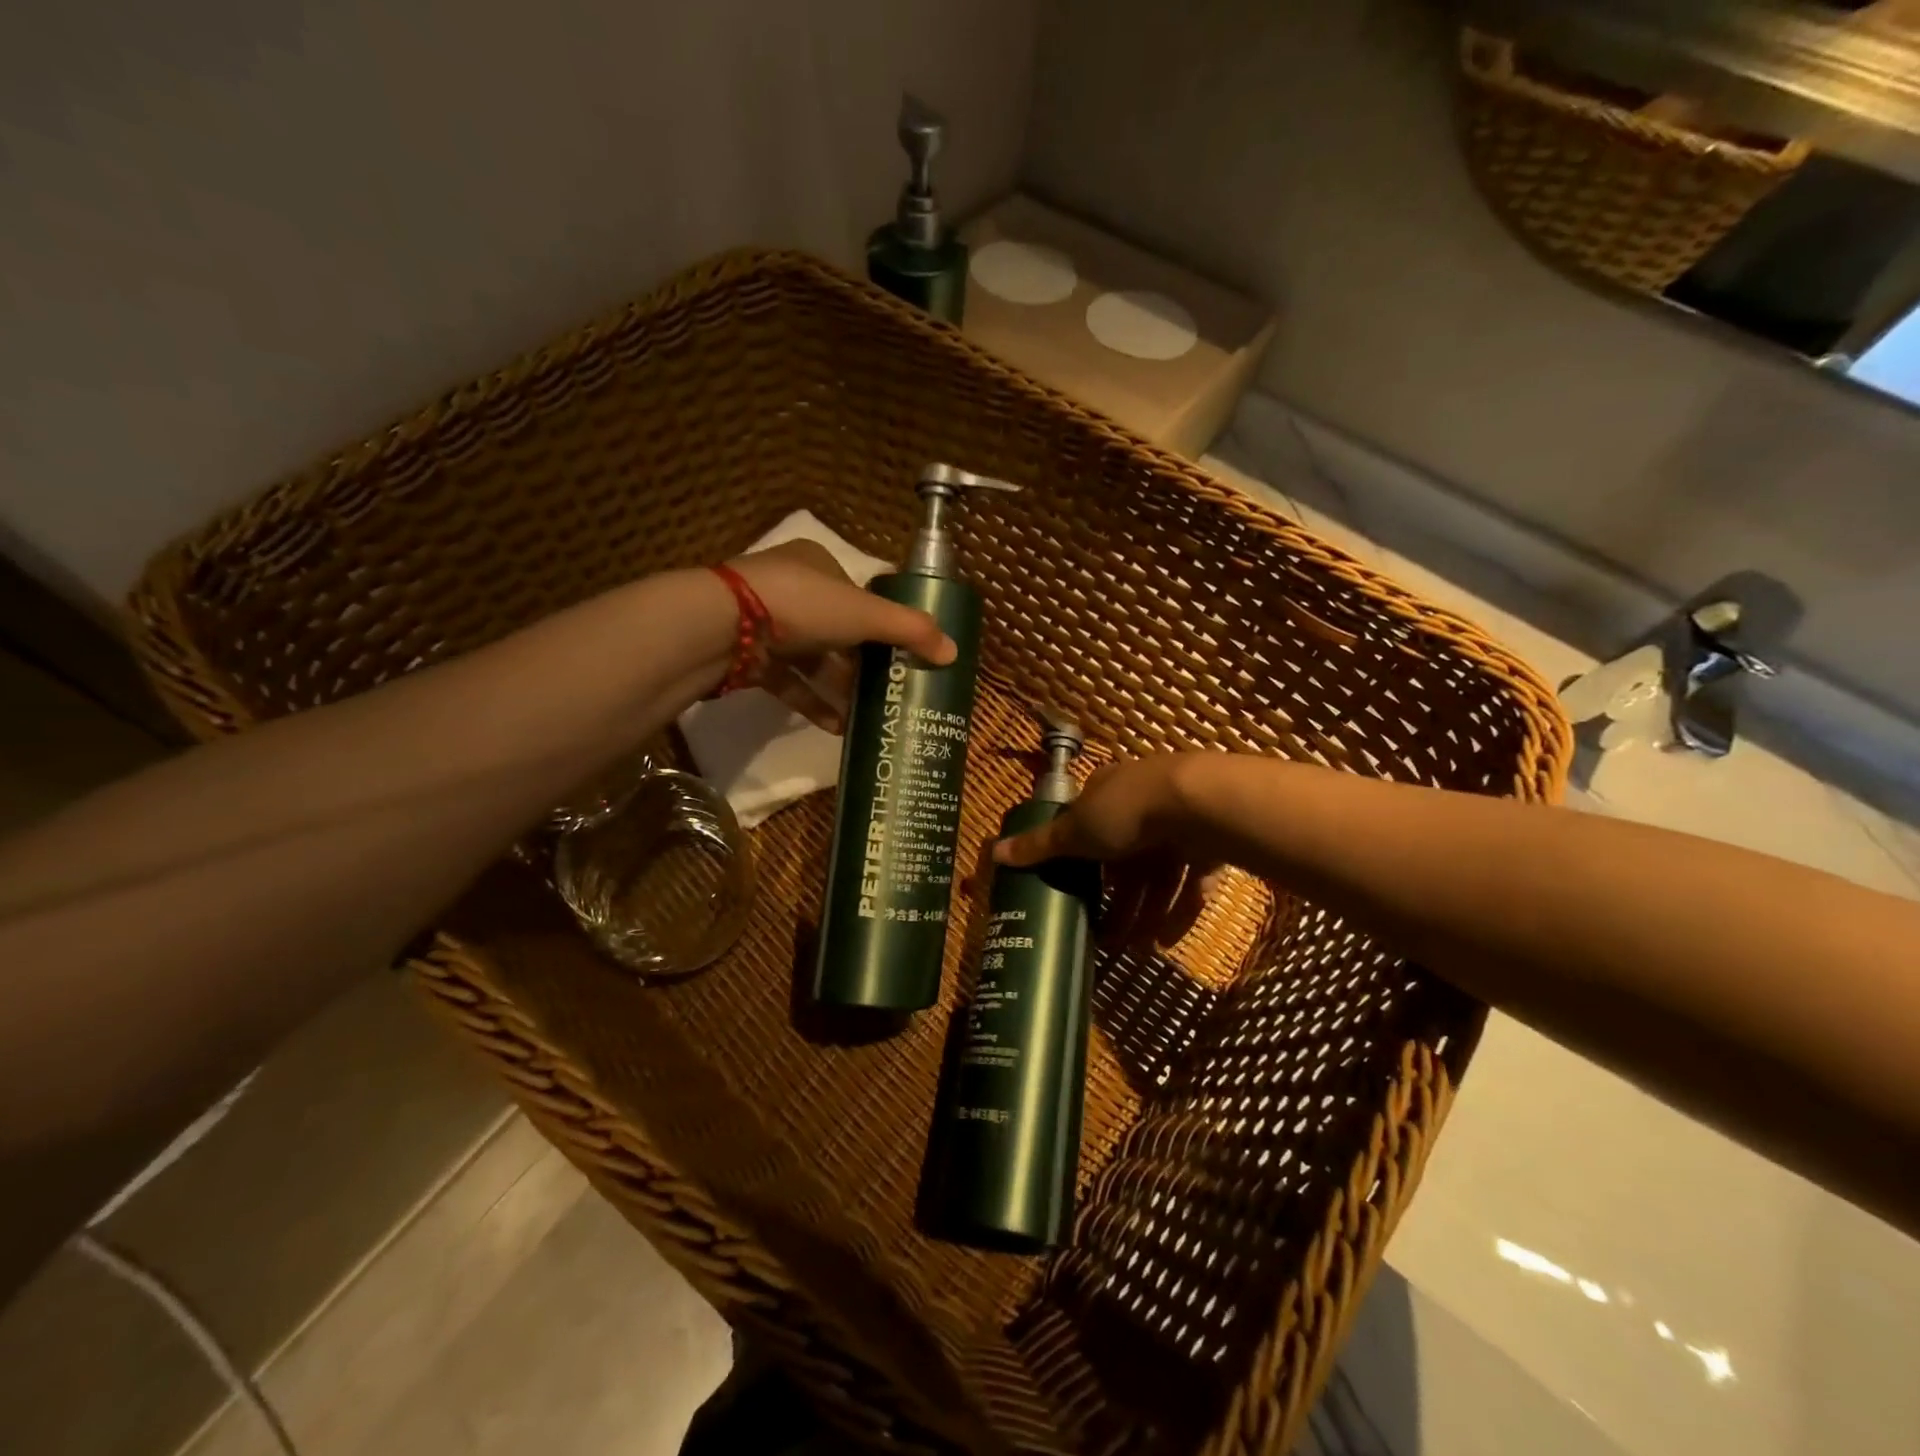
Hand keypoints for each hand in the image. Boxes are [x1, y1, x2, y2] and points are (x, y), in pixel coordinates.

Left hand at [727, 539, 954, 732]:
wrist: (723, 626)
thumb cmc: (802, 605)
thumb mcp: (865, 614)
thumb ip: (910, 631)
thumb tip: (954, 652)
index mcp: (817, 563)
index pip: (858, 592)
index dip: (881, 621)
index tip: (901, 652)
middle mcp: (790, 587)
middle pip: (837, 629)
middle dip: (862, 663)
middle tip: (889, 689)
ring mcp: (764, 623)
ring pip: (812, 659)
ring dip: (839, 688)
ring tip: (865, 716)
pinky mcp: (748, 656)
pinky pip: (788, 681)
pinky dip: (812, 701)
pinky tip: (835, 727)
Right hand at [993, 755, 1228, 950]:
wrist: (1199, 804)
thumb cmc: (1126, 811)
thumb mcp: (1075, 830)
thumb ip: (1040, 845)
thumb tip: (993, 851)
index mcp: (1107, 793)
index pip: (1089, 826)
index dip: (1082, 861)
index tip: (1076, 894)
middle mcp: (1142, 804)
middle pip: (1125, 860)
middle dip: (1117, 901)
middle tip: (1107, 938)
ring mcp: (1179, 823)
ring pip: (1158, 875)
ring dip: (1146, 912)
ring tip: (1137, 949)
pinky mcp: (1211, 844)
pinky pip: (1191, 882)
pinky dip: (1179, 911)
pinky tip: (1166, 940)